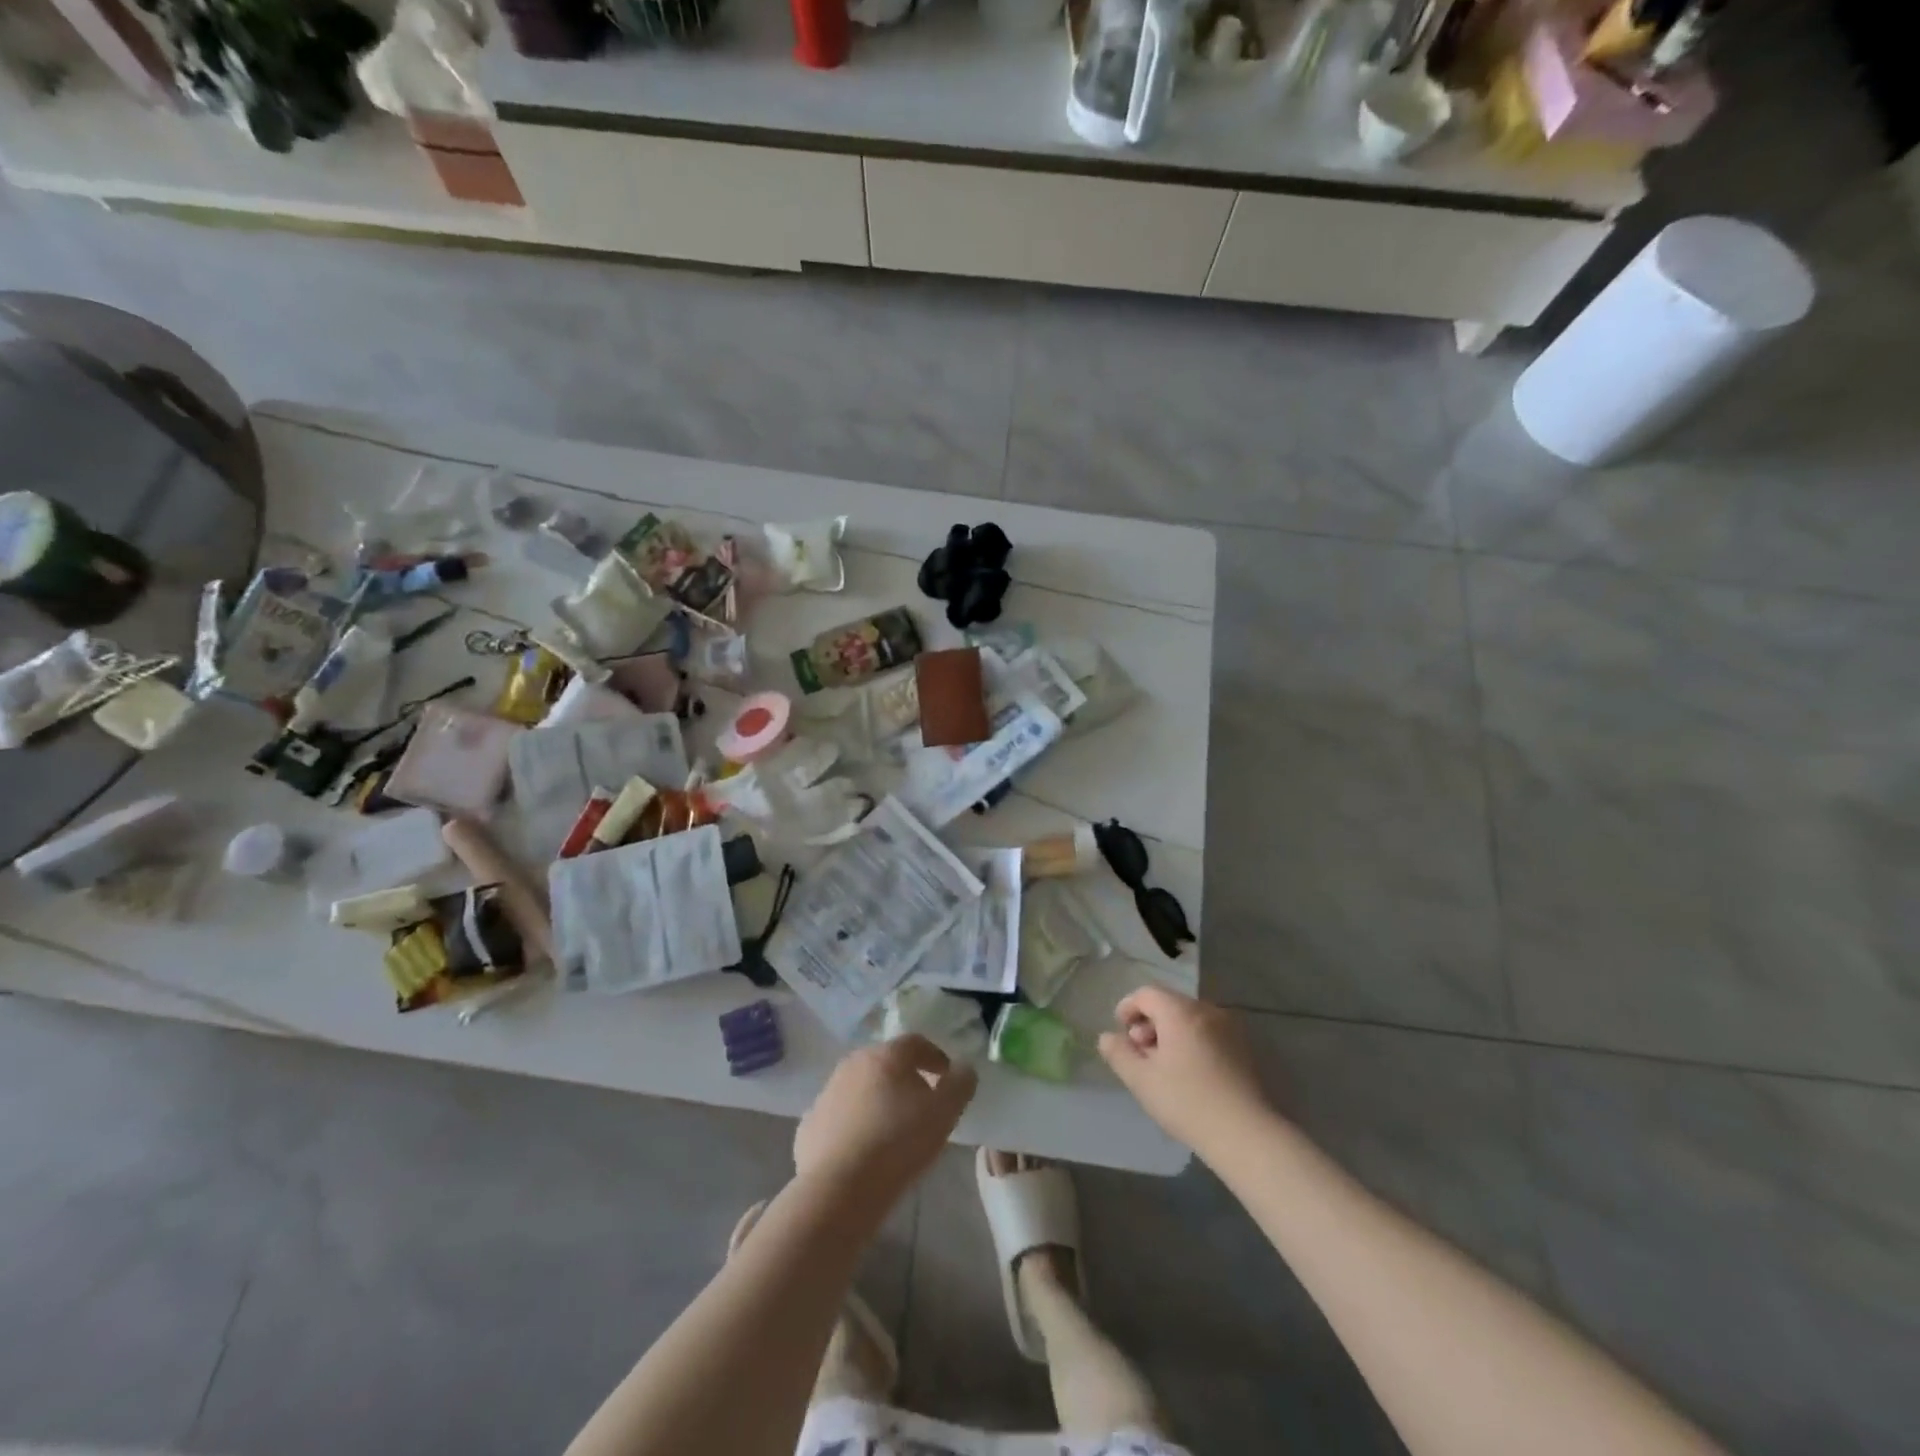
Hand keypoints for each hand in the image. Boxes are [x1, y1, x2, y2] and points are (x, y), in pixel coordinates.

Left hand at [794, 1035, 977, 1209]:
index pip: (916, 1043)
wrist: (838, 1189)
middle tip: (922, 1106)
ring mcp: (827, 1092)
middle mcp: (853, 1064)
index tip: (946, 1078)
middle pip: (886, 1063)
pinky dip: (854, 1125)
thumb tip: (964, 1067)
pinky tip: (864, 1151)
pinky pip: (840, 1117)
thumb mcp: (944, 1113)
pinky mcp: (810, 1124)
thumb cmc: (897, 1143)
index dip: (935, 1057)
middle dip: (906, 1079)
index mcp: (886, 1055)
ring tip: (892, 1132)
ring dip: (878, 1101)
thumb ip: (960, 1085)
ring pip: (860, 1088)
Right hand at [1098, 987, 1272, 1156]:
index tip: (1120, 1031)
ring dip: (1171, 1034)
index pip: (1147, 993)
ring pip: (1190, 1020)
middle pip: (1170, 1004)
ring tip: (1164, 1067)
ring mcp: (1231, 1029)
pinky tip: (1190, 1074)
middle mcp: (1207, 1011)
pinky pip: (1209, 1033)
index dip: (1128, 1007)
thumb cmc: (1188, 1102)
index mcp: (1180, 1012)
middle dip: (1149, 1023)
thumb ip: (1119, 1053)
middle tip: (1140, 1054)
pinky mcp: (1245, 1049)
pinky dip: (1192, 1043)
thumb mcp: (1142, 1080)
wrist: (1248, 1135)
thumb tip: (1107, 1037)